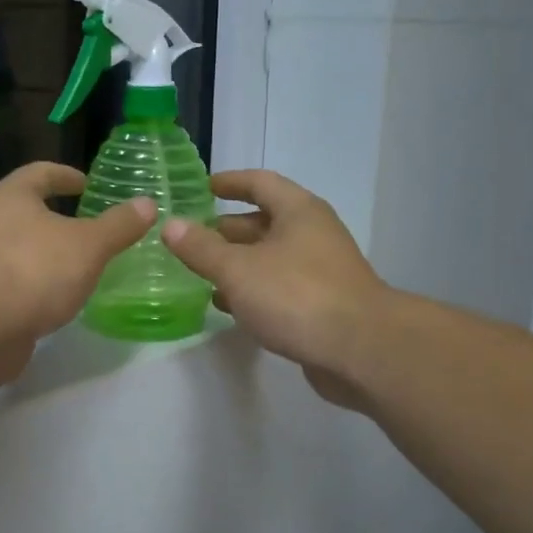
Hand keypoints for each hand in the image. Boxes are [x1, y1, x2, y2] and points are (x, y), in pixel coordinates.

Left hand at [0, 162, 154, 384]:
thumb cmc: (36, 270)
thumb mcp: (89, 245)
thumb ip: (119, 225)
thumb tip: (147, 204)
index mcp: (12, 197)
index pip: (41, 173)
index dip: (66, 175)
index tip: (87, 184)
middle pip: (27, 210)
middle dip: (58, 217)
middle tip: (91, 226)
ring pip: (22, 248)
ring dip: (49, 253)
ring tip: (82, 264)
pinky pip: (18, 281)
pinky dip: (39, 284)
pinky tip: (61, 297)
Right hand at [161, 169, 389, 406]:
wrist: (361, 350)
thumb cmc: (297, 296)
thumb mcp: (238, 269)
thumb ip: (201, 248)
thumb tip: (170, 224)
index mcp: (298, 211)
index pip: (260, 183)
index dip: (230, 182)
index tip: (202, 188)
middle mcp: (312, 234)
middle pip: (264, 222)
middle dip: (226, 229)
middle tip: (190, 239)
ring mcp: (320, 271)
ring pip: (270, 258)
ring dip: (237, 263)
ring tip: (199, 274)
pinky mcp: (321, 305)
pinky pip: (279, 288)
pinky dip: (252, 290)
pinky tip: (227, 306)